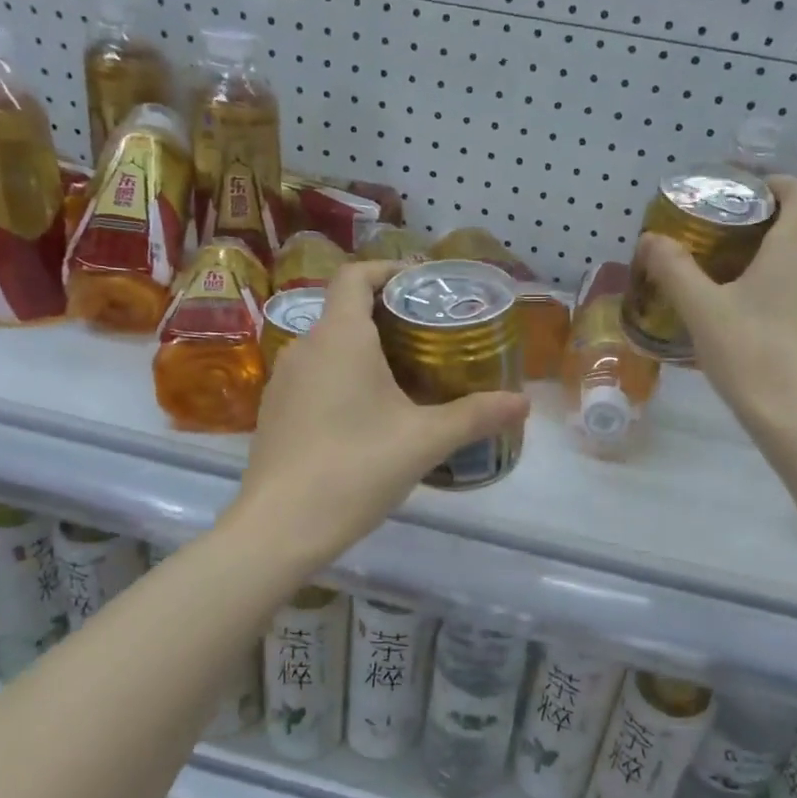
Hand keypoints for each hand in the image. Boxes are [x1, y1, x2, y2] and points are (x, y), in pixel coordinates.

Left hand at [230, 261, 530, 569]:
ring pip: (329, 349)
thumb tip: (523, 402)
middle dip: (387, 317)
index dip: (388, 270)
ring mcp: (283, 382)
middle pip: (345, 312)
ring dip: (364, 353)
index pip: (356, 275)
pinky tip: (367, 418)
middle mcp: (304, 348)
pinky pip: (314, 379)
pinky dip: (342, 381)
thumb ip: (476, 416)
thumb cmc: (356, 468)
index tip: (421, 284)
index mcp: (340, 338)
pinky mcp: (274, 414)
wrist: (280, 527)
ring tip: (405, 379)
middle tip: (430, 339)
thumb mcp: (425, 441)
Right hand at [635, 175, 796, 447]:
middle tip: (728, 236)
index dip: (770, 184)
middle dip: (771, 219)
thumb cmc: (750, 353)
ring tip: (742, 273)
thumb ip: (674, 269)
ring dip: (783, 253)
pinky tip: (763, 312)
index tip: (737, 196)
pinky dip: (792, 283)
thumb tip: (650, 239)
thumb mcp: (701, 309)